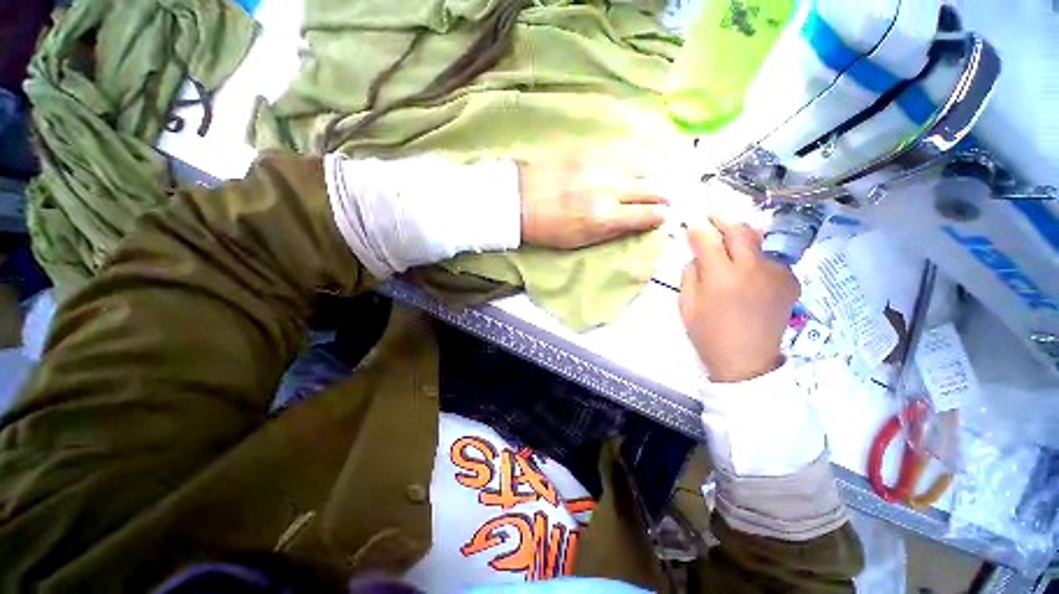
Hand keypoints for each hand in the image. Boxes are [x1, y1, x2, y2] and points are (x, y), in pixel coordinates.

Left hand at [518, 157, 666, 249]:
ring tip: (649, 182)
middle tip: (662, 200)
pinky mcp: (589, 150)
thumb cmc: (548, 228)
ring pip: (643, 163)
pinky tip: (635, 163)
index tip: (663, 216)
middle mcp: (608, 188)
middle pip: (651, 188)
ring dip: (651, 175)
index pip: (647, 214)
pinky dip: (635, 157)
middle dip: (663, 196)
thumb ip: (611, 231)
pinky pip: (623, 149)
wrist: (519, 200)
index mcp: (603, 216)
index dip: (659, 216)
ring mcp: (600, 164)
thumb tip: (638, 223)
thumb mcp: (579, 241)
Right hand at [679, 217, 799, 382]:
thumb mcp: (687, 305)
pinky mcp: (790, 281)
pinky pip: (771, 259)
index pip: (706, 240)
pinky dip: (758, 257)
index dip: (696, 230)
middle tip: (712, 217)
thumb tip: (697, 257)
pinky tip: (750, 268)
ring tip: (731, 240)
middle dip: (723, 220)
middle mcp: (750, 269)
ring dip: (742, 237)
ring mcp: (775, 274)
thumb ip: (690, 275)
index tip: (690, 227)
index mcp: (720, 277)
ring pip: (759, 241)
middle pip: (739, 231)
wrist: (747, 360)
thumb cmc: (709, 334)